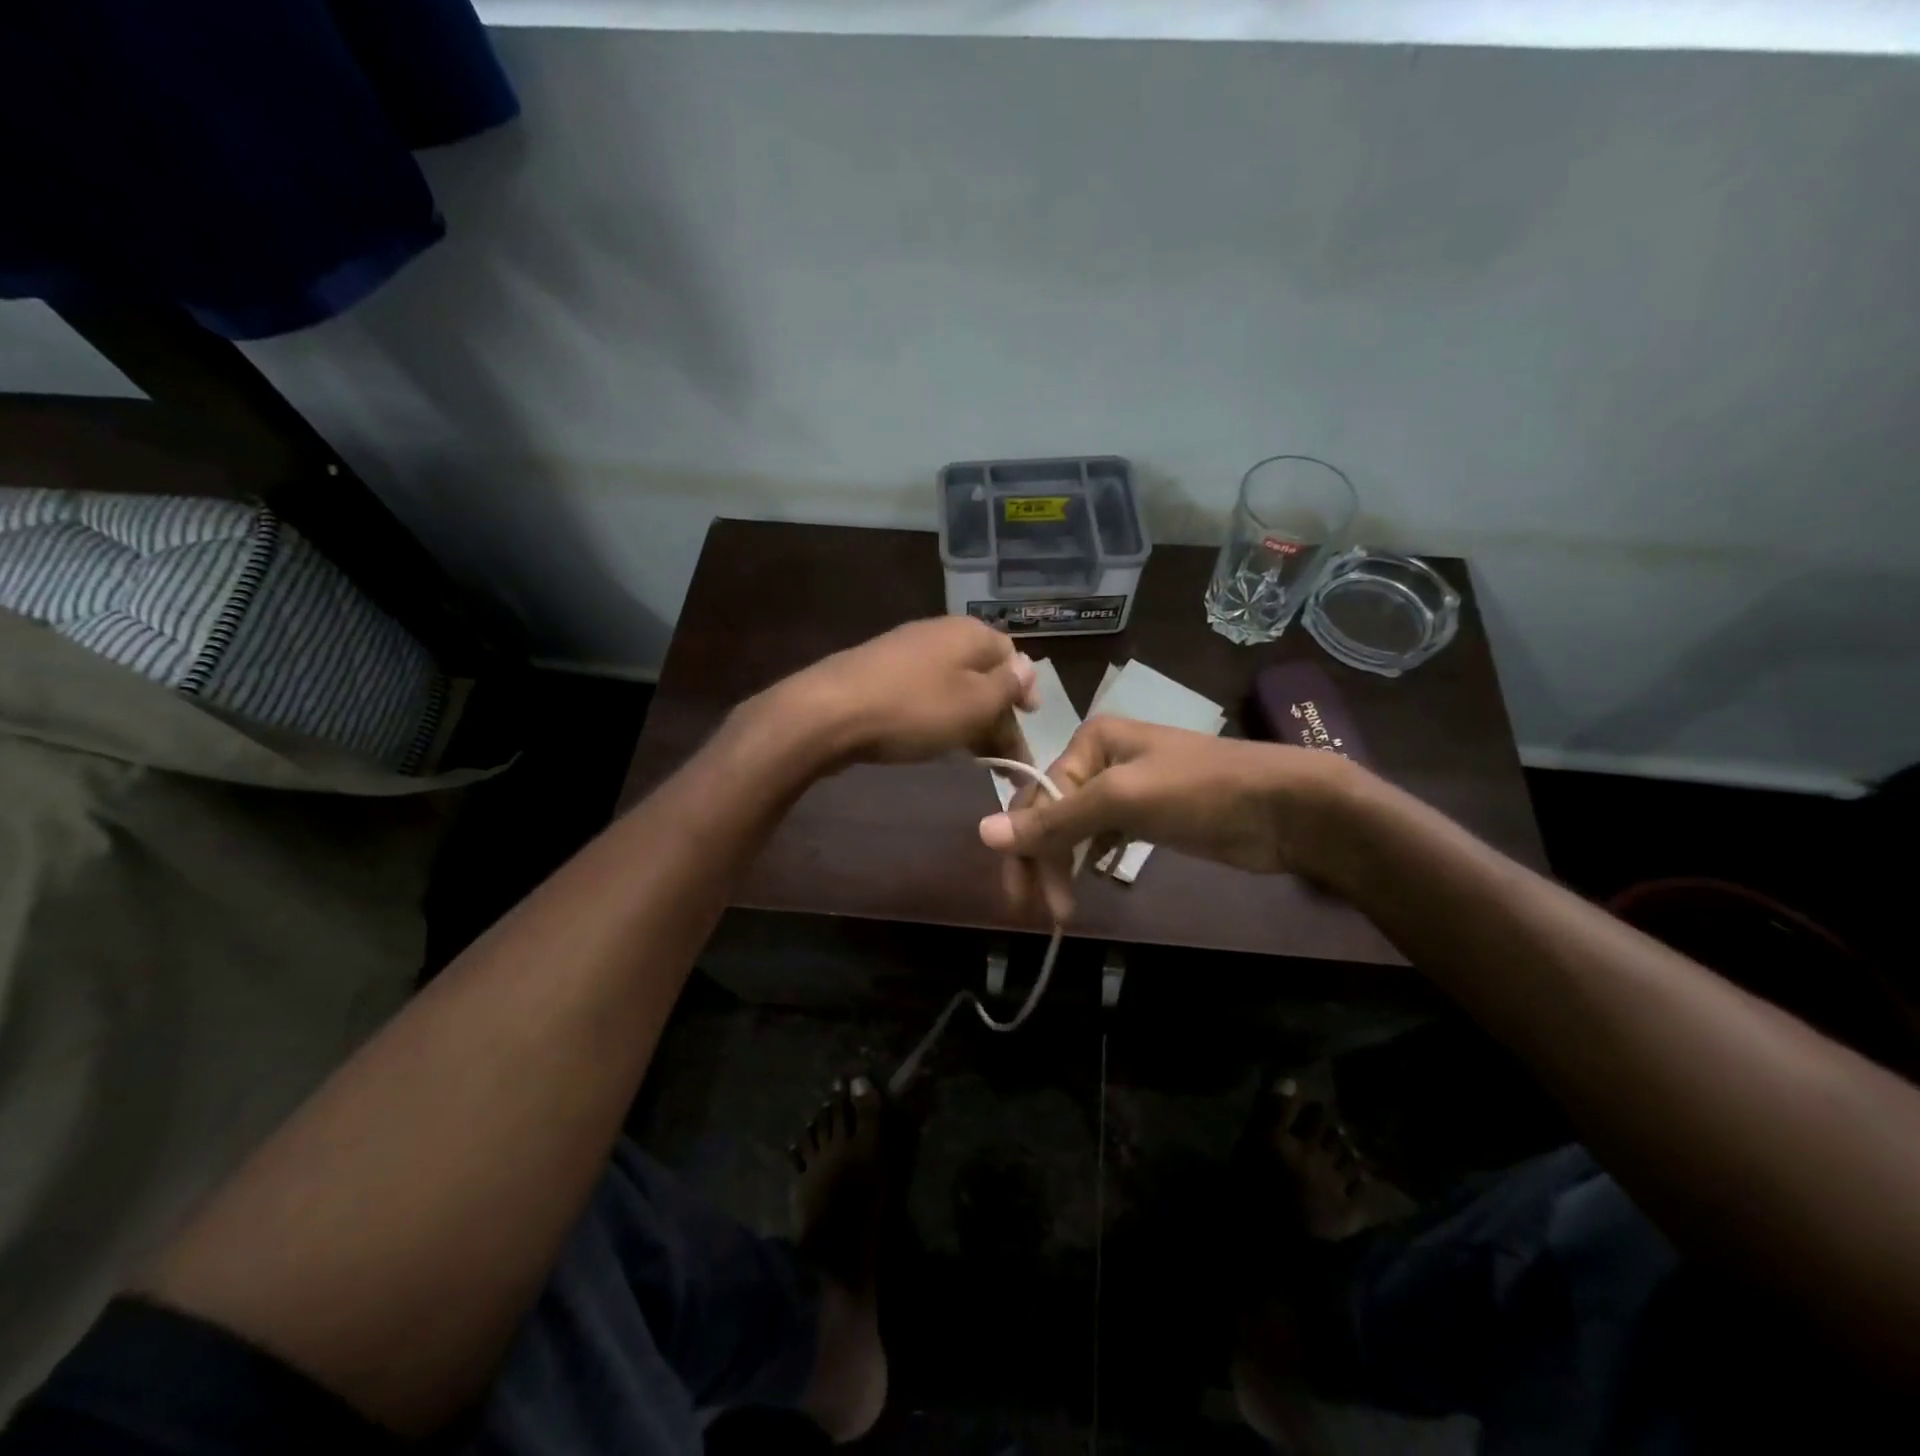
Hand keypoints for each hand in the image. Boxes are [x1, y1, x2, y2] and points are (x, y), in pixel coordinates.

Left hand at [776, 617, 1038, 764]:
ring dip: (971, 721)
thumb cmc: (915, 709)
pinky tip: (937, 743)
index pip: (1011, 656)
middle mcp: (939, 634)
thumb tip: (1027, 668)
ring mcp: (906, 652)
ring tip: (977, 758)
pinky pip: (924, 694)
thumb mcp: (975, 703)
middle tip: (1006, 758)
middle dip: (999, 715)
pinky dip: (940, 718)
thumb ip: (1007, 686)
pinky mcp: (881, 675)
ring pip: (953, 687)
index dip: (1024, 692)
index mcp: (969, 633)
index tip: (1028, 723)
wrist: (830, 713)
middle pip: (982, 674)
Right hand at [978, 716, 1353, 919]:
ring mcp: (1127, 788)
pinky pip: (1102, 837)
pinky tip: (1091, 879)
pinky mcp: (1148, 815)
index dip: (1023, 847)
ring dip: (1064, 867)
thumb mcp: (1123, 801)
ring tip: (1065, 910)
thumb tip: (982, 833)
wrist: (1286, 807)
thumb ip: (1055, 820)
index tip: (1021, 899)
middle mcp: (1102, 759)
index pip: (1037, 796)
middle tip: (1044, 914)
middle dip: (1043, 863)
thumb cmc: (1201, 792)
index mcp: (1091, 742)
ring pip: (1076, 829)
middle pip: (1053, 814)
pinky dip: (1090, 860)